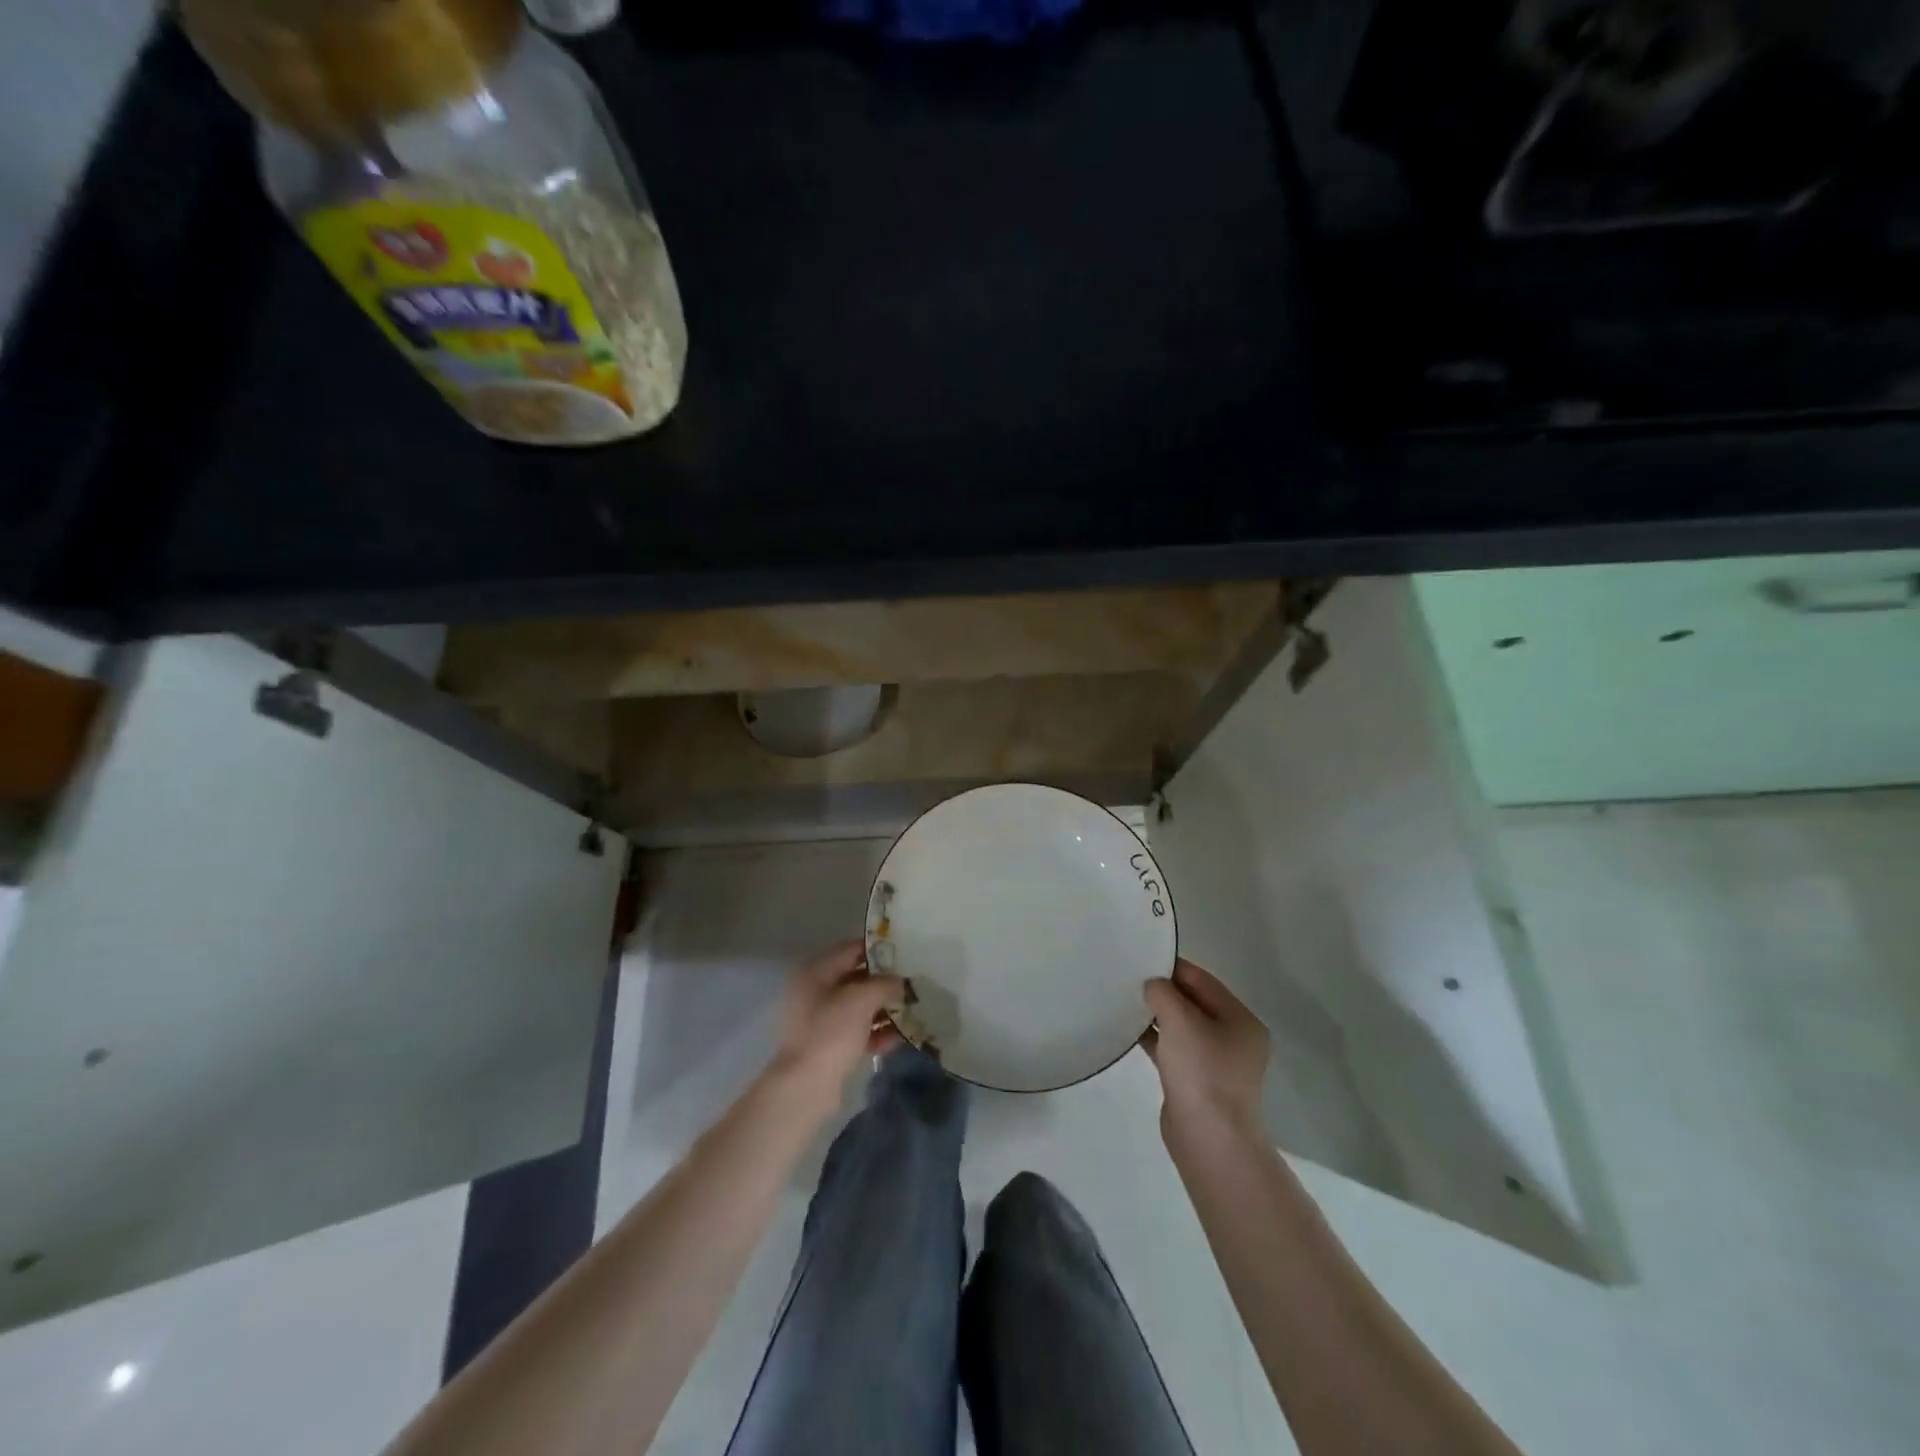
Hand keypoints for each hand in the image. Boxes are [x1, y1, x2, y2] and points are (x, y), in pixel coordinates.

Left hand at [767, 938, 905, 1114]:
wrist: (806, 1087)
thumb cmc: (831, 1033)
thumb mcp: (861, 999)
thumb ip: (885, 984)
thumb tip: (900, 982)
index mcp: (815, 972)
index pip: (851, 949)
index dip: (878, 949)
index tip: (905, 952)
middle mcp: (815, 992)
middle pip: (856, 978)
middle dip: (884, 982)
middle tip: (913, 982)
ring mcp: (821, 1021)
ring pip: (859, 1007)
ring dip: (884, 1009)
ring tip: (912, 1010)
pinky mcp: (829, 1046)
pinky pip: (858, 1031)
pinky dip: (876, 1032)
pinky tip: (899, 1037)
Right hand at [1142, 959, 1269, 1141]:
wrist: (1209, 1139)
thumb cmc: (1202, 1072)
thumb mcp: (1180, 1020)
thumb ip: (1163, 992)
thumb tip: (1153, 986)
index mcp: (1240, 1020)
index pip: (1202, 980)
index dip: (1172, 967)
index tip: (1142, 958)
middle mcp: (1232, 1038)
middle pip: (1193, 1002)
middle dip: (1163, 991)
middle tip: (1129, 979)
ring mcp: (1215, 1062)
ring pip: (1181, 1026)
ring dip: (1156, 1014)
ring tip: (1124, 1001)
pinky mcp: (1196, 1082)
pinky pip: (1173, 1049)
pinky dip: (1154, 1038)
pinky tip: (1129, 1031)